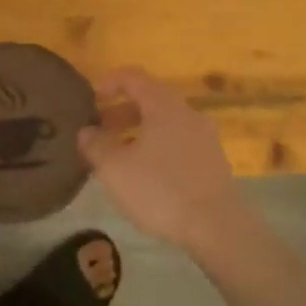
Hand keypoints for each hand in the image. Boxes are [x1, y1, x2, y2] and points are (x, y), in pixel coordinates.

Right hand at [79, 68, 249, 252]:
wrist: (218, 228)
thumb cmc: (161, 190)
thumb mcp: (115, 169)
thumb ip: (95, 145)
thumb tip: (86, 131)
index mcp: (163, 105)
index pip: (133, 77)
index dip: (110, 82)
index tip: (91, 97)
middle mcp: (187, 113)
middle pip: (150, 100)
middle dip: (121, 111)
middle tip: (99, 130)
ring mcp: (204, 138)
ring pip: (165, 123)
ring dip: (138, 132)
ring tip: (118, 155)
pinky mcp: (213, 162)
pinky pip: (178, 142)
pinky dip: (156, 147)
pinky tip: (144, 173)